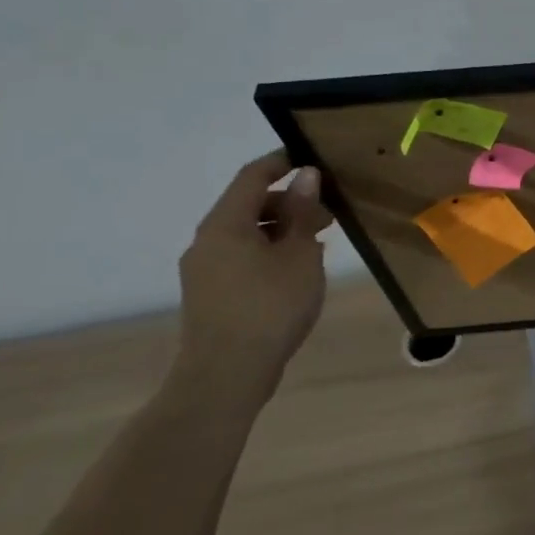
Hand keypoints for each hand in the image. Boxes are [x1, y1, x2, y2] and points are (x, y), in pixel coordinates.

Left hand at [174, 149, 332, 412]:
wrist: (226, 375)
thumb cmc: (270, 307)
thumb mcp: (300, 255)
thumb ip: (303, 213)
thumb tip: (306, 176)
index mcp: (225, 224)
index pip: (252, 176)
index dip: (281, 162)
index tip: (313, 159)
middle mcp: (207, 240)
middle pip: (248, 205)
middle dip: (289, 202)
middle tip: (329, 212)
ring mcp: (204, 269)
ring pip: (246, 233)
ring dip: (282, 229)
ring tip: (319, 242)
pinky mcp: (210, 293)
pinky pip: (242, 256)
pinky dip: (270, 251)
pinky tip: (297, 269)